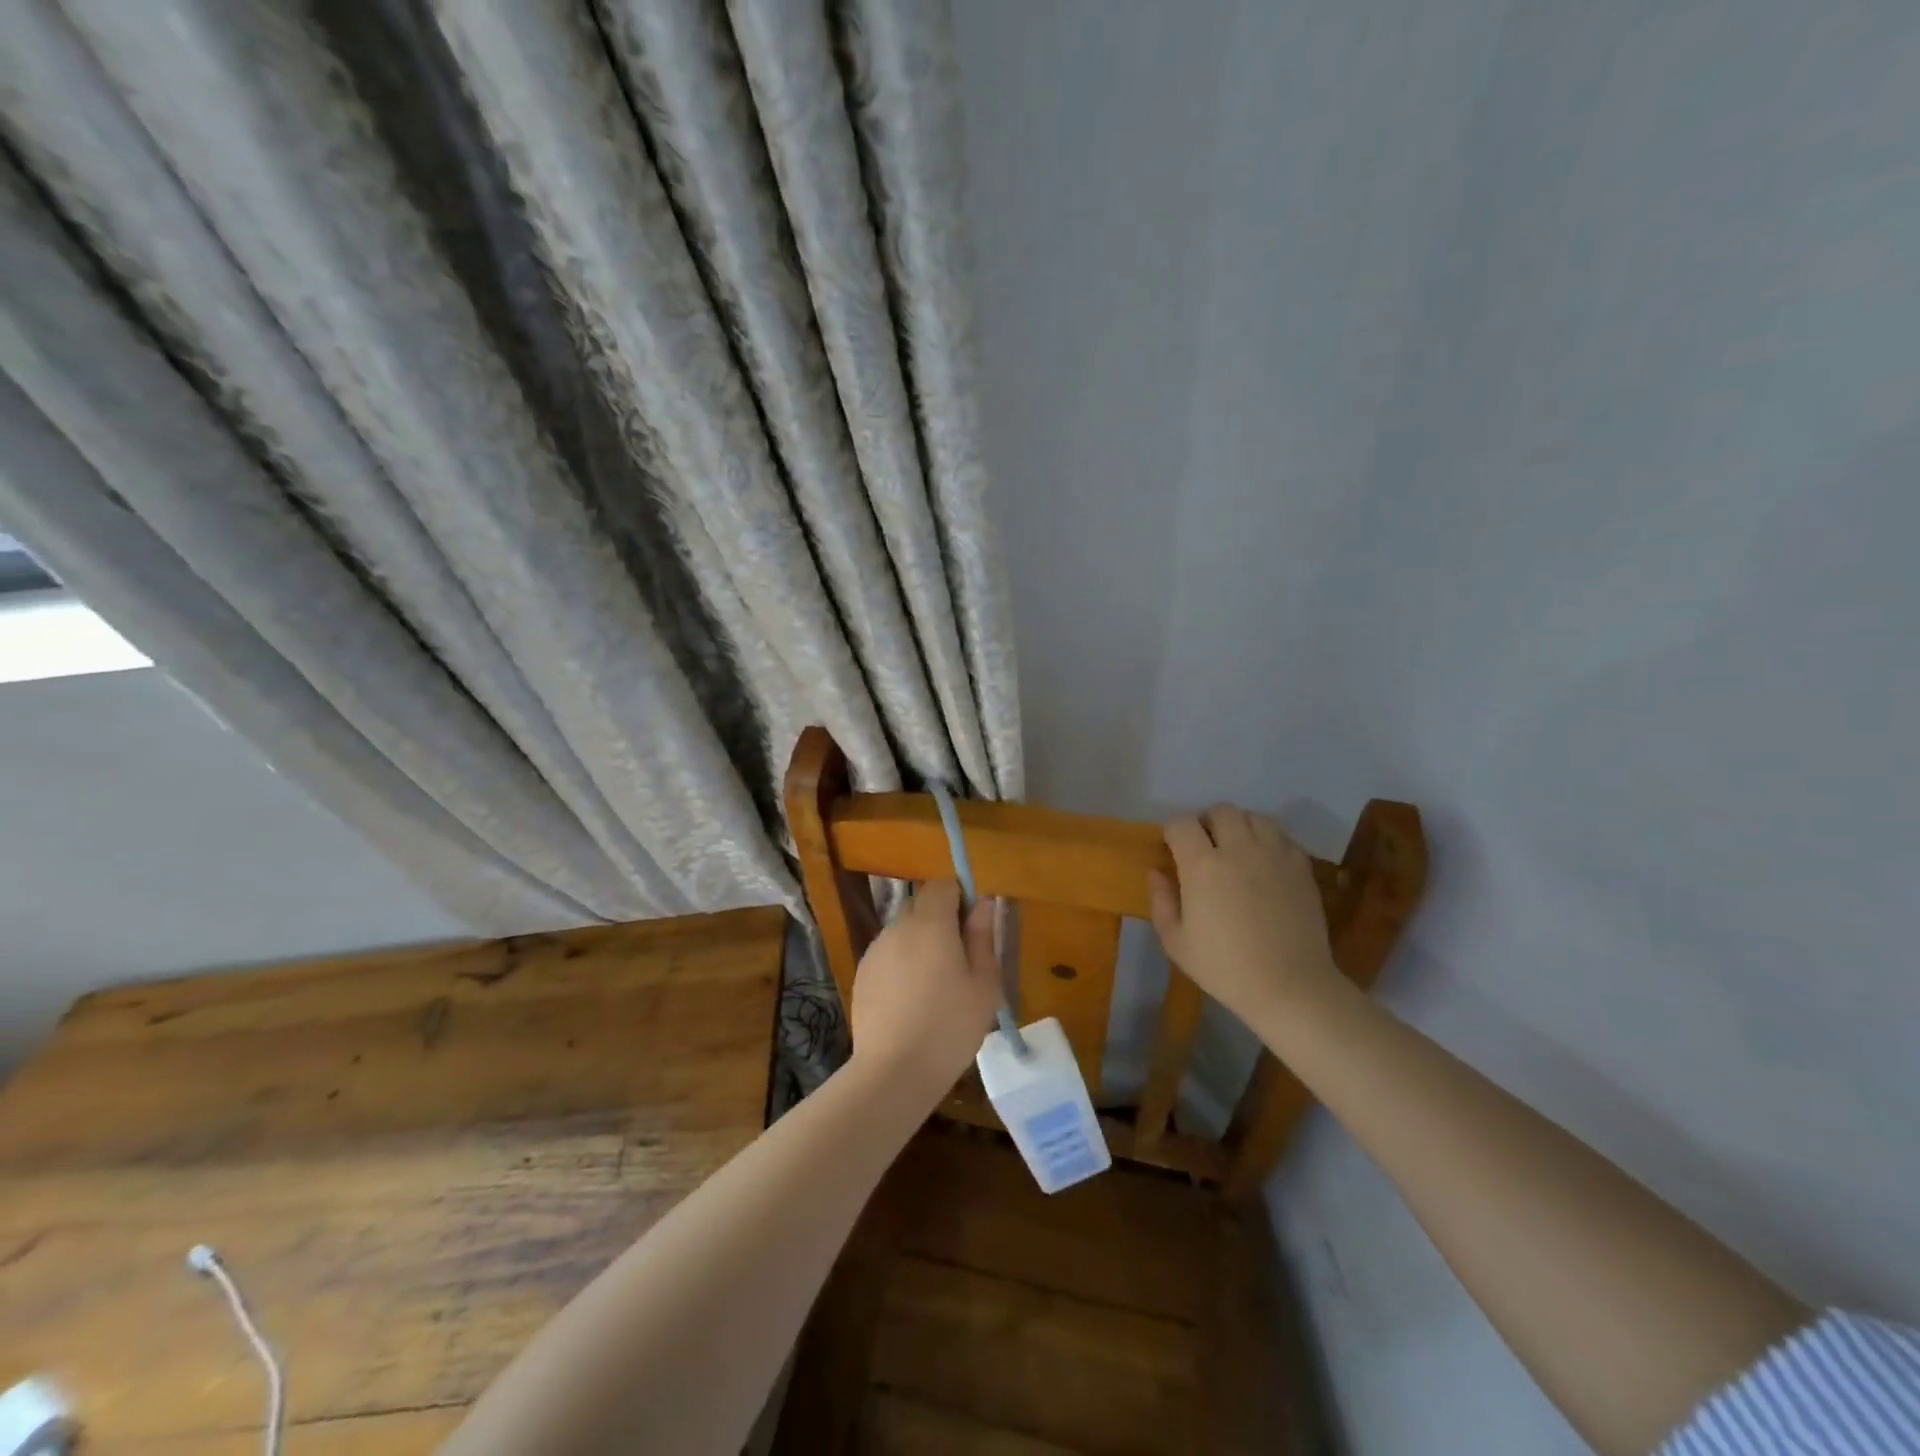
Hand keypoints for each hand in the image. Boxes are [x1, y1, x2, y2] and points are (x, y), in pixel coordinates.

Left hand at [848, 880, 1000, 1097]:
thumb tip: (983, 902)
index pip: (944, 885)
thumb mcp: (983, 983)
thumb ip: (983, 936)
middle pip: (922, 905)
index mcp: (930, 922)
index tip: (974, 927)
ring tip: (937, 984)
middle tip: (961, 959)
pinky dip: (903, 963)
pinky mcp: (863, 973)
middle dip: (942, 920)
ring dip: (922, 942)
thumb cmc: (950, 1025)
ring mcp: (875, 949)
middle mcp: (898, 926)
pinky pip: (889, 953)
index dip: (961, 897)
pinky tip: (913, 999)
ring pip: (904, 930)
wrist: (894, 1071)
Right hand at [1148, 804, 1344, 1029]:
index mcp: (1202, 865)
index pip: (1181, 823)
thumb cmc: (1225, 968)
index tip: (1172, 850)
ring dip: (1240, 826)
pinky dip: (1269, 841)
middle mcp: (1239, 849)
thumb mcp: (1176, 942)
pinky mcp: (1302, 866)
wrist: (1290, 987)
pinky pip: (1282, 837)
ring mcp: (1274, 854)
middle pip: (1221, 811)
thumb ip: (1161, 901)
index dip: (1173, 832)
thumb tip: (1157, 872)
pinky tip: (1265, 865)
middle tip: (1205, 847)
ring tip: (1237, 850)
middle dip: (1207, 822)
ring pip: (1254, 817)